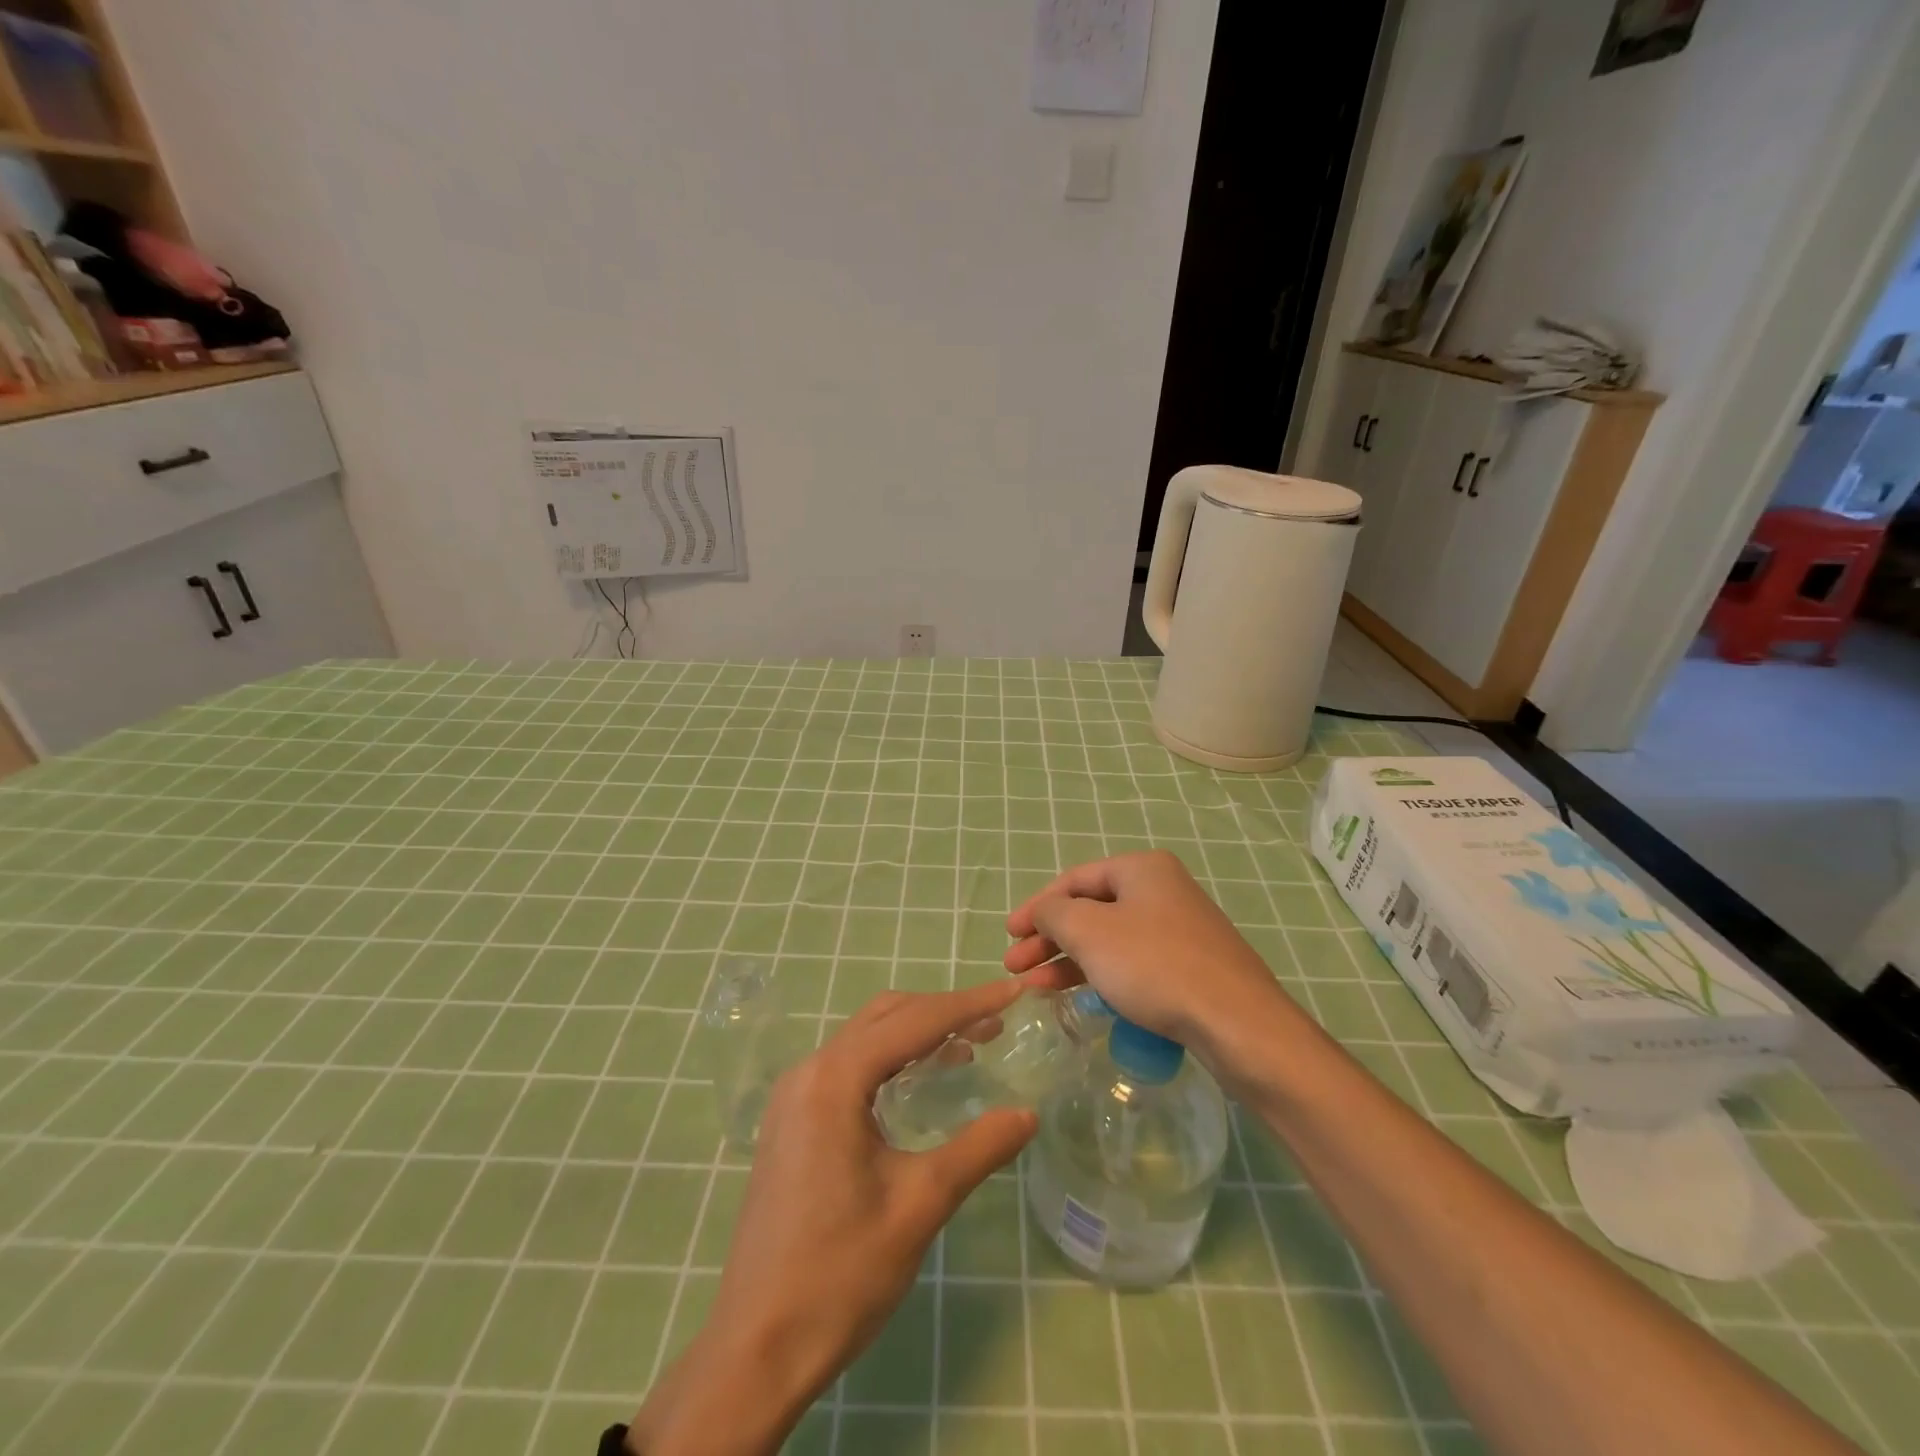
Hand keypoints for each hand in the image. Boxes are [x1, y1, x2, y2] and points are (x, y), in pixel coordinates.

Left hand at [629, 980, 1037, 1455]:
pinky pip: (848, 1067)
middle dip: (942, 1012)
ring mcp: (794, 1096)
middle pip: (885, 1018)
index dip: (967, 1004)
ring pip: (865, 1039)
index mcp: (834, 1080)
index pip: (913, 1022)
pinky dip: (890, 1059)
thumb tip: (1028, 1114)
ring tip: (969, 1044)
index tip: (1012, 991)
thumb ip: (978, 1149)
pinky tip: (920, 1081)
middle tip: (995, 1022)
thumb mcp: (919, 1206)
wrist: (756, 1348)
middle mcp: (809, 1072)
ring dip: (915, 1034)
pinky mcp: (791, 1121)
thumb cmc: (840, 1274)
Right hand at [1003, 850, 1287, 1051]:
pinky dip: (1100, 975)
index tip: (1009, 935)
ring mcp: (1179, 929)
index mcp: (1141, 869)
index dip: (1036, 906)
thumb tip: (1046, 912)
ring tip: (1035, 987)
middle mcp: (1162, 890)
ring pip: (1109, 939)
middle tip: (1016, 966)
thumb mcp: (1089, 932)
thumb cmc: (1154, 965)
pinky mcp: (1189, 967)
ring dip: (1069, 960)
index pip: (1074, 879)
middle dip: (1049, 938)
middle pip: (1090, 910)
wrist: (1237, 1023)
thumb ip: (1054, 914)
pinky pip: (1132, 963)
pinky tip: (1078, 996)